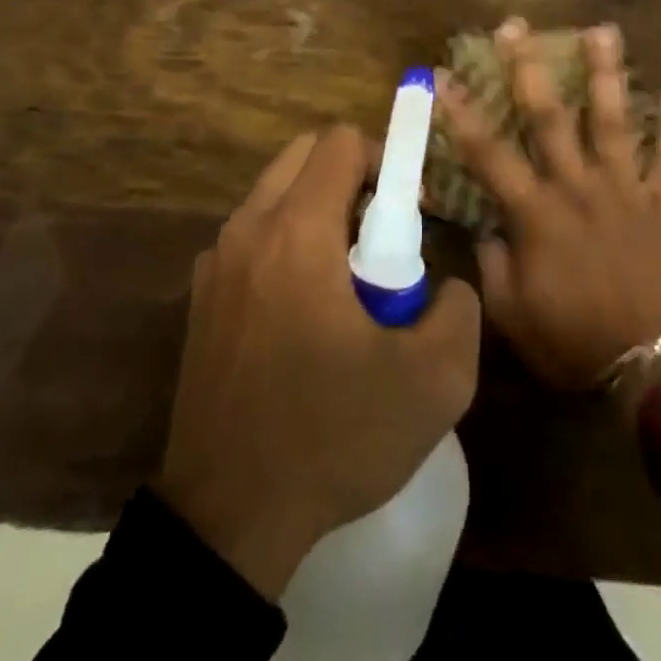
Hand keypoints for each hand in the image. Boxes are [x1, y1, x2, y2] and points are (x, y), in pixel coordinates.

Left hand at [156, 127, 481, 600]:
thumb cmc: (332, 437)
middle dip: (351, 177)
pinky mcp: (201, 296)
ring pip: (275, 193)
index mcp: (297, 232)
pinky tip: (304, 310)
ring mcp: (216, 261)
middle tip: (382, 236)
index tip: (409, 212)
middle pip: (304, 154)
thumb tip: (446, 284)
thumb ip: (459, 311)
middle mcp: (248, 229)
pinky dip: (285, 242)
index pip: (340, 142)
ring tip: (347, 278)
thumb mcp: (433, 383)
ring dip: (318, 209)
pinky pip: (252, 236)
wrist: (227, 518)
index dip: (386, 160)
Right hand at [438, 19, 660, 391]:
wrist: (649, 366)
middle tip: (517, 25)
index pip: (488, 152)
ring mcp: (624, 190)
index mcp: (536, 212)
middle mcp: (578, 186)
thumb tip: (485, 225)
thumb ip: (491, 261)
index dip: (460, 112)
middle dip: (528, 67)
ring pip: (613, 120)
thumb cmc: (571, 339)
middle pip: (549, 116)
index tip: (441, 74)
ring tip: (604, 29)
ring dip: (607, 74)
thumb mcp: (510, 312)